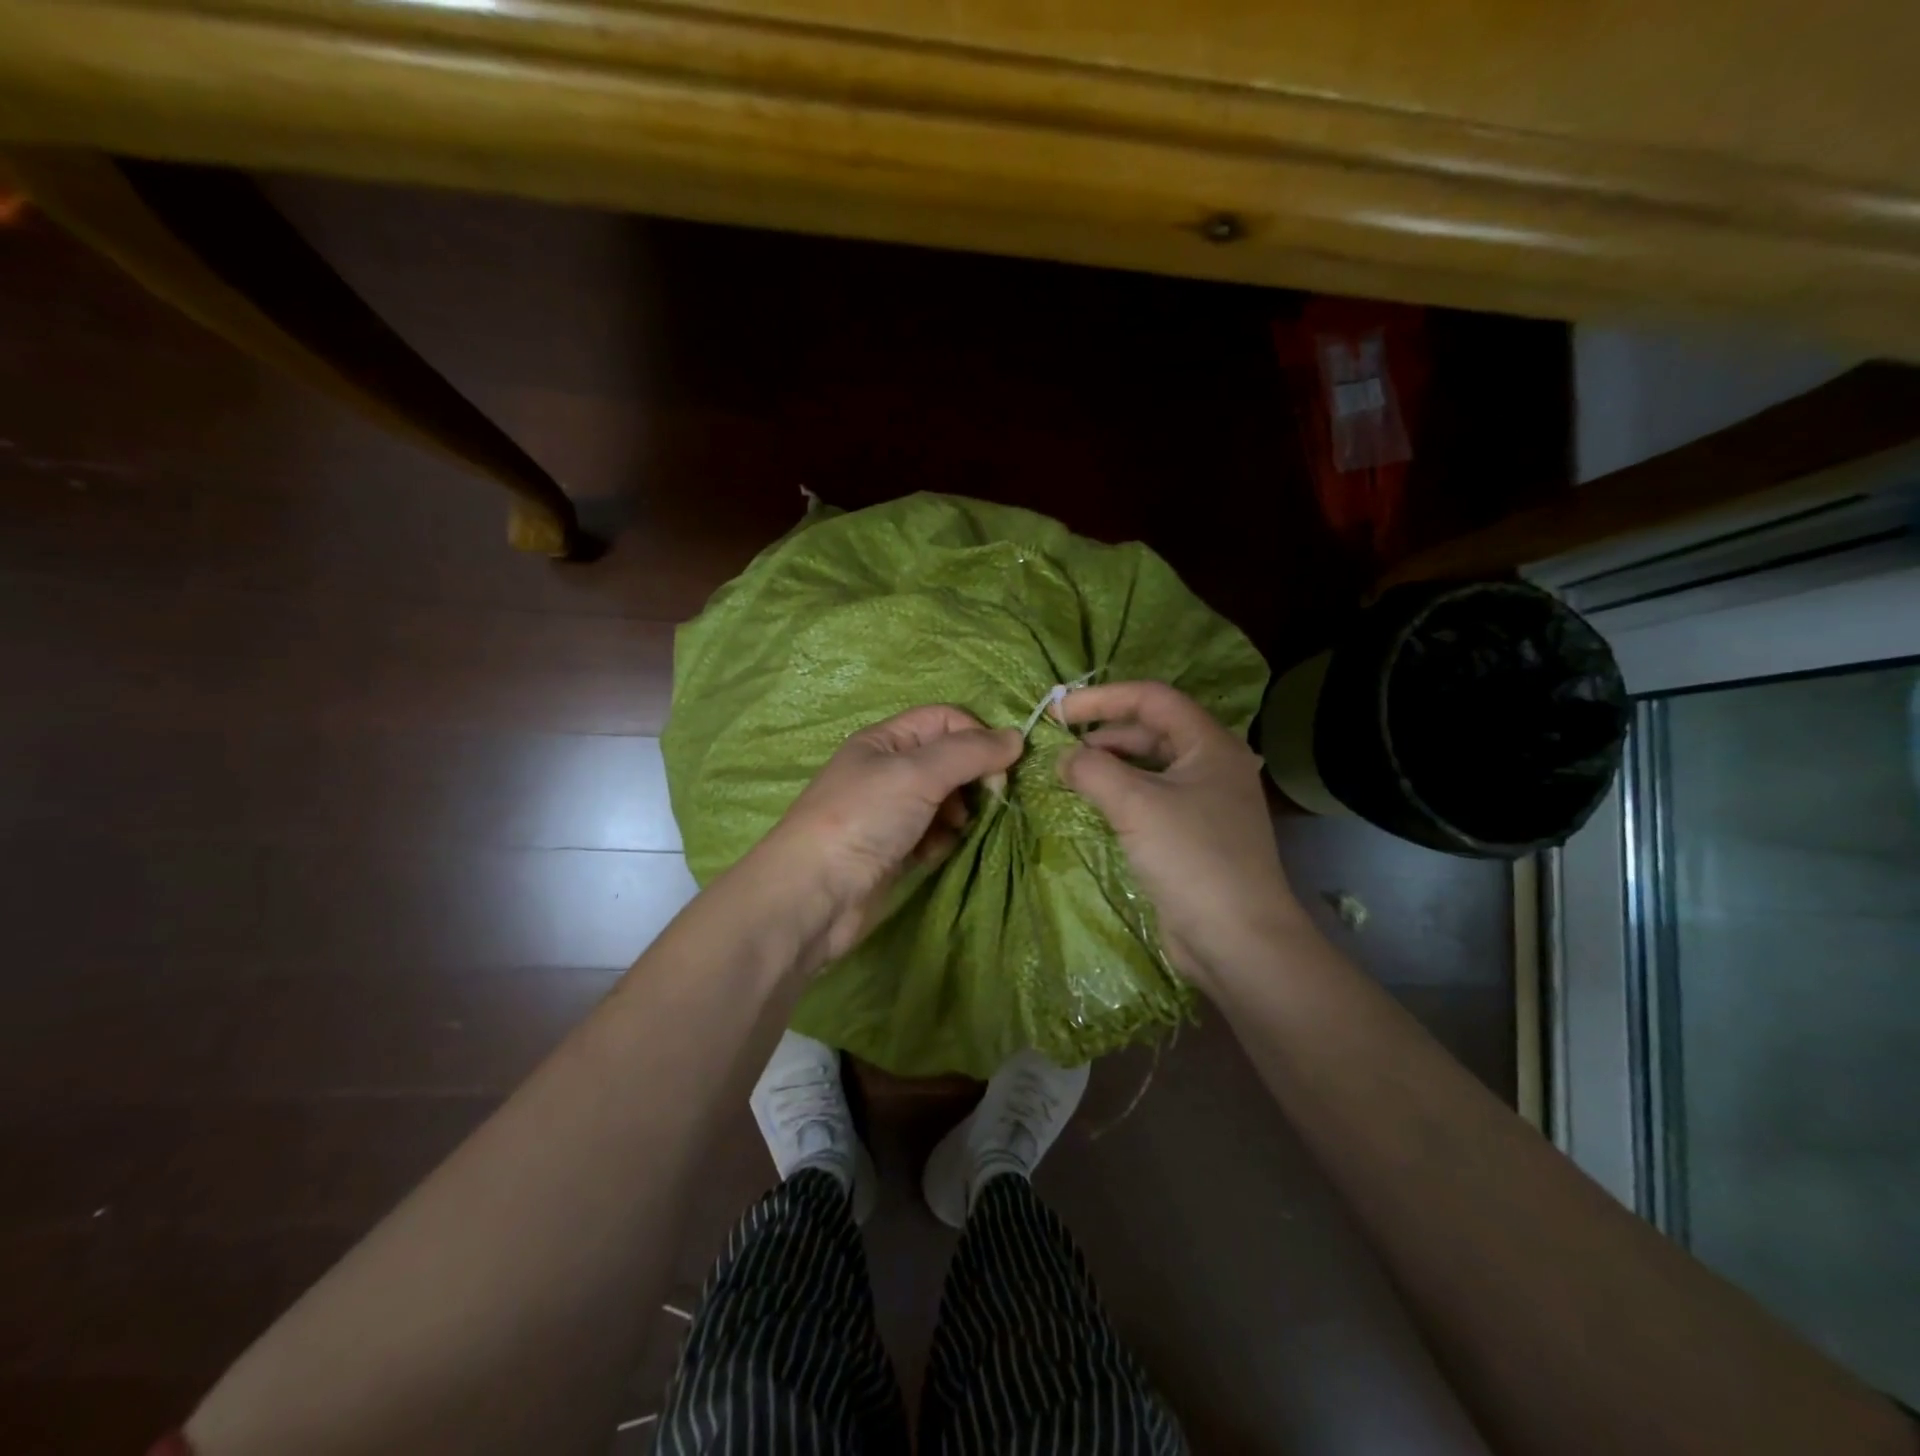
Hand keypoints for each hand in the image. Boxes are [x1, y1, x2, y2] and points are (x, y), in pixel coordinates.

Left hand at [751, 705, 1023, 964]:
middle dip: (972, 779)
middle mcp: (889, 771)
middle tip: (986, 800)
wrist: (815, 894)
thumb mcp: (917, 773)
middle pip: (949, 760)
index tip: (1000, 768)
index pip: (945, 720)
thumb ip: (969, 752)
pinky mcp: (897, 850)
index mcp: (885, 740)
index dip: (976, 736)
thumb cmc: (863, 818)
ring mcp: (892, 812)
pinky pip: (935, 835)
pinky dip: (941, 842)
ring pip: (947, 800)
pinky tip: (932, 855)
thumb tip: (1018, 737)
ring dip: (959, 814)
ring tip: (951, 831)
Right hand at [1055, 680, 1307, 989]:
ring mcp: (1204, 801)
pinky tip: (1093, 802)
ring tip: (1069, 773)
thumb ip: (1093, 770)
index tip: (1059, 711)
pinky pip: (1151, 798)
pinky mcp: (1193, 834)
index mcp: (1210, 744)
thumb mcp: (1136, 805)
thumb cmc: (1192, 858)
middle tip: (1058, 744)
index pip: (1152, 699)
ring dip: (1109, 764)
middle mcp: (1211, 765)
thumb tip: (1064, 758)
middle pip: (1151, 730)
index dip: (1102, 698)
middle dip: (1103, 732)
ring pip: (1149, 766)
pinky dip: (1120, 793)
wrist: (1237, 939)